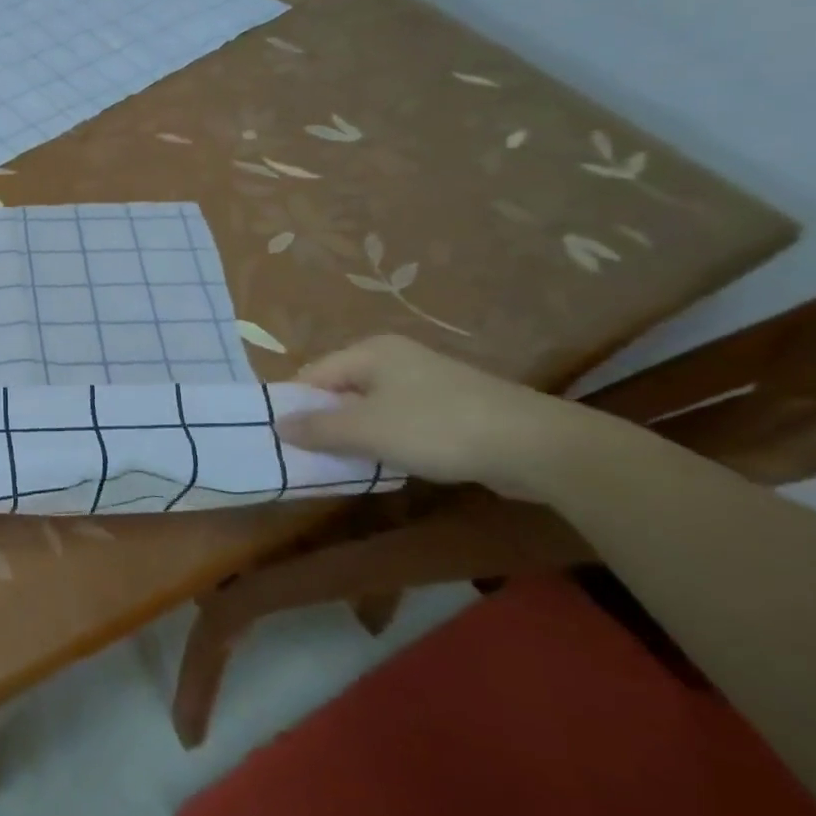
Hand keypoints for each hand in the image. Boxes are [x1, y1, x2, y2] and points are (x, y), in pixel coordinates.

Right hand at [273, 334, 620, 501]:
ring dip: (357, 434)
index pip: (314, 374)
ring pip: (372, 407)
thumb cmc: (437, 428)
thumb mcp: (366, 430)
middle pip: (341, 389)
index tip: (285, 440)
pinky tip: (392, 463)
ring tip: (349, 464)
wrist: (537, 446)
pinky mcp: (452, 407)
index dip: (296, 406)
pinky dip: (389, 440)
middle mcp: (395, 358)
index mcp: (370, 351)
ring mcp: (427, 381)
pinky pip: (401, 420)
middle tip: (313, 456)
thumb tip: (278, 425)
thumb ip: (318, 427)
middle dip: (326, 422)